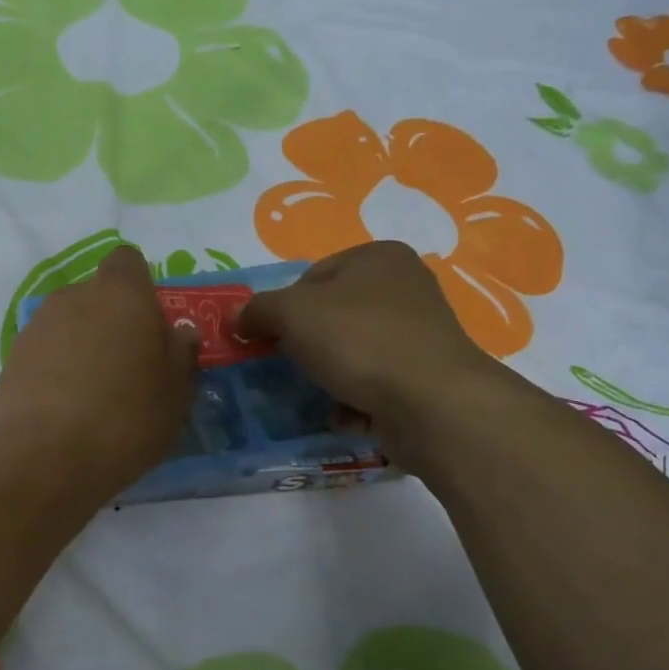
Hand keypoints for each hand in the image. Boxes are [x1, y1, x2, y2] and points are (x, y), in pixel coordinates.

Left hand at [0, 246, 198, 500]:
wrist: (43, 458)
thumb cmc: (125, 417)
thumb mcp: (175, 392)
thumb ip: (181, 353)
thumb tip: (179, 332)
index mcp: (120, 294)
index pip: (127, 261)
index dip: (140, 286)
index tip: (150, 324)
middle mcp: (73, 297)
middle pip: (97, 295)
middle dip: (112, 321)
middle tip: (129, 367)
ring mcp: (36, 327)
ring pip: (68, 324)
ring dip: (83, 346)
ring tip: (95, 395)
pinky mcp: (11, 360)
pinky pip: (44, 353)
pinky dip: (56, 370)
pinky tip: (65, 410)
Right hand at [236, 242, 493, 451]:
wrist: (431, 403)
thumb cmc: (359, 341)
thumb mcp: (292, 314)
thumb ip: (258, 310)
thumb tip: (237, 318)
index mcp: (378, 256)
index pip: (312, 276)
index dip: (284, 308)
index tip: (271, 338)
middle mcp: (406, 287)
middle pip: (333, 315)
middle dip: (306, 344)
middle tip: (288, 367)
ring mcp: (420, 333)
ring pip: (353, 351)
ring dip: (328, 375)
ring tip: (316, 394)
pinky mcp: (427, 375)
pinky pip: (376, 382)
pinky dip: (355, 398)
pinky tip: (346, 413)